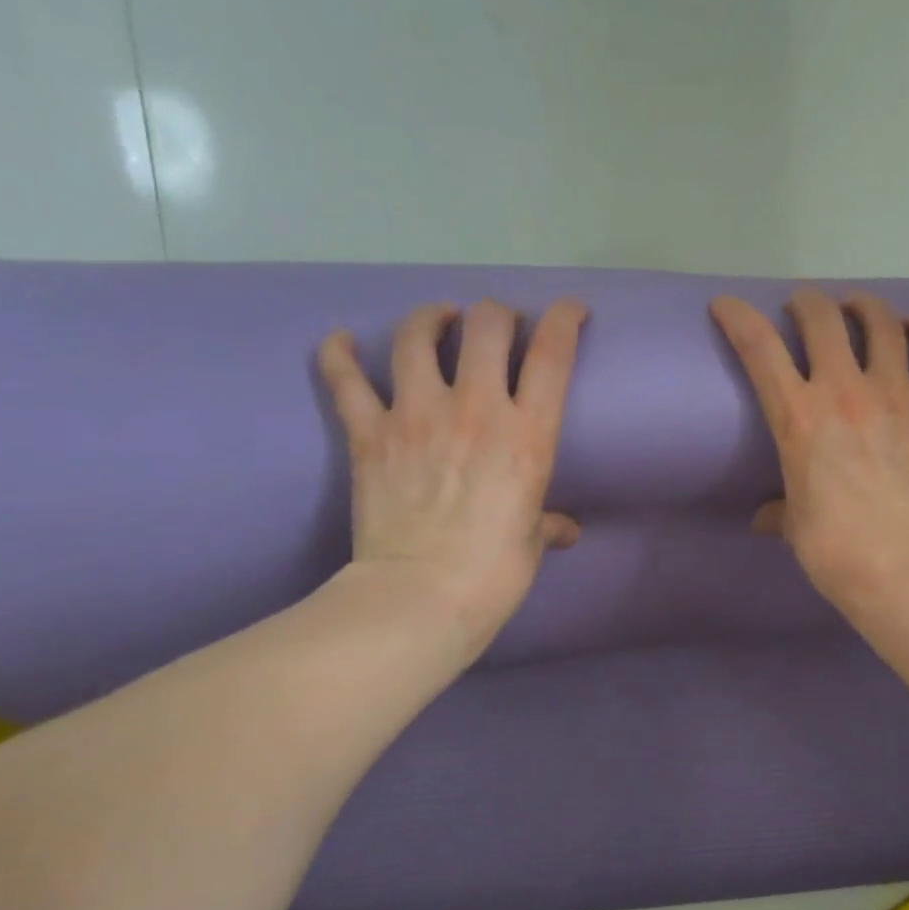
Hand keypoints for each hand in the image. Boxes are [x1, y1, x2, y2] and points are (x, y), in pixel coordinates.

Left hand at [317, 298, 585, 658]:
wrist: (421, 597)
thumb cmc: (494, 574)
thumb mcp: (532, 543)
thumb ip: (547, 524)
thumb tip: (564, 530)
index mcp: (528, 434)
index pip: (553, 353)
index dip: (563, 318)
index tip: (569, 312)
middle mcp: (476, 409)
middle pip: (486, 326)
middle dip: (496, 315)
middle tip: (496, 326)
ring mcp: (417, 416)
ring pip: (418, 337)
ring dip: (430, 318)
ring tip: (438, 319)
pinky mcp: (370, 434)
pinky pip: (346, 380)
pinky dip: (339, 354)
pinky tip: (341, 341)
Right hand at [711, 288, 908, 613]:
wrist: (903, 566)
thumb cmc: (835, 550)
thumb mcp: (794, 526)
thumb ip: (778, 511)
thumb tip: (764, 518)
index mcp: (798, 418)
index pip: (759, 348)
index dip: (737, 316)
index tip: (726, 305)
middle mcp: (843, 391)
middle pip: (822, 318)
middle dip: (806, 303)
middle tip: (802, 309)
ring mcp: (894, 394)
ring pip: (881, 322)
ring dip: (863, 306)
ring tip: (857, 309)